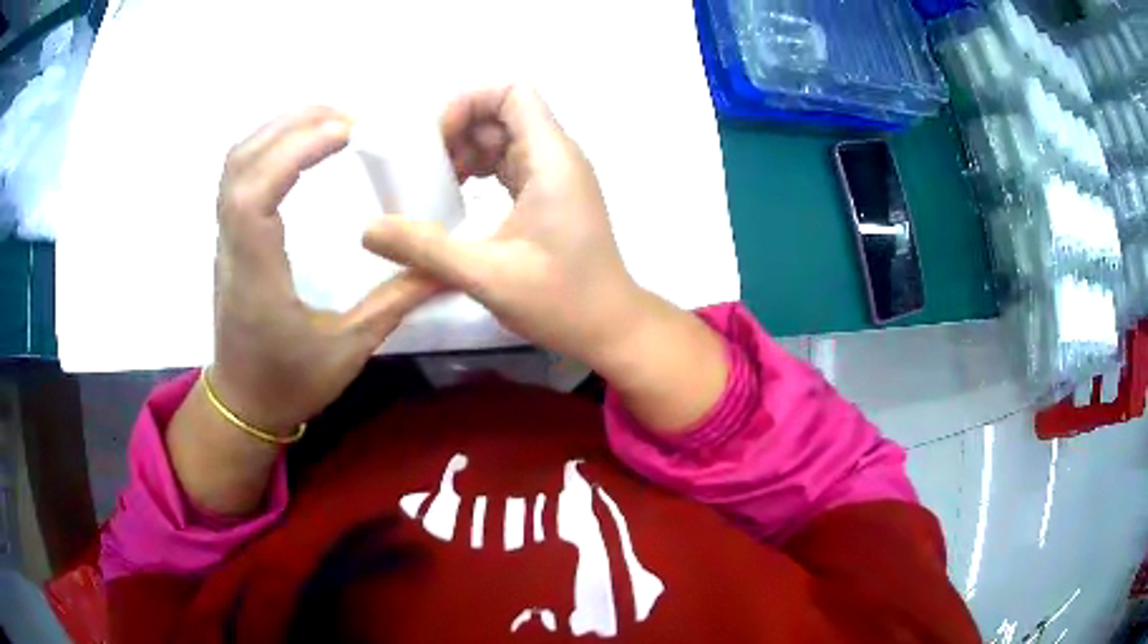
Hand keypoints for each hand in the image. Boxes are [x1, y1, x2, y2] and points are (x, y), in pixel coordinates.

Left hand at [212, 107, 436, 433]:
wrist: (244, 403)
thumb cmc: (289, 383)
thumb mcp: (349, 350)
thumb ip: (395, 302)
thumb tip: (445, 267)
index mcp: (255, 273)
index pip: (255, 193)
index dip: (294, 151)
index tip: (347, 132)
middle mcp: (233, 246)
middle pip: (241, 162)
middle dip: (292, 124)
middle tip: (350, 117)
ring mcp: (226, 238)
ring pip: (236, 164)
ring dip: (279, 129)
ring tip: (329, 122)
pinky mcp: (231, 237)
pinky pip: (239, 176)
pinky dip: (268, 146)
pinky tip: (301, 147)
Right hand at [361, 86, 642, 365]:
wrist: (610, 328)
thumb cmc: (561, 301)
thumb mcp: (485, 274)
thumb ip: (423, 248)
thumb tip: (366, 231)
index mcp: (551, 158)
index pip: (512, 92)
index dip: (469, 102)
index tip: (437, 141)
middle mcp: (557, 156)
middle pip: (503, 112)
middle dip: (459, 130)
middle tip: (424, 169)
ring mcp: (557, 175)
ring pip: (505, 137)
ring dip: (468, 152)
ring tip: (435, 185)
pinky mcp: (552, 195)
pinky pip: (511, 163)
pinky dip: (481, 171)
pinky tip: (458, 199)